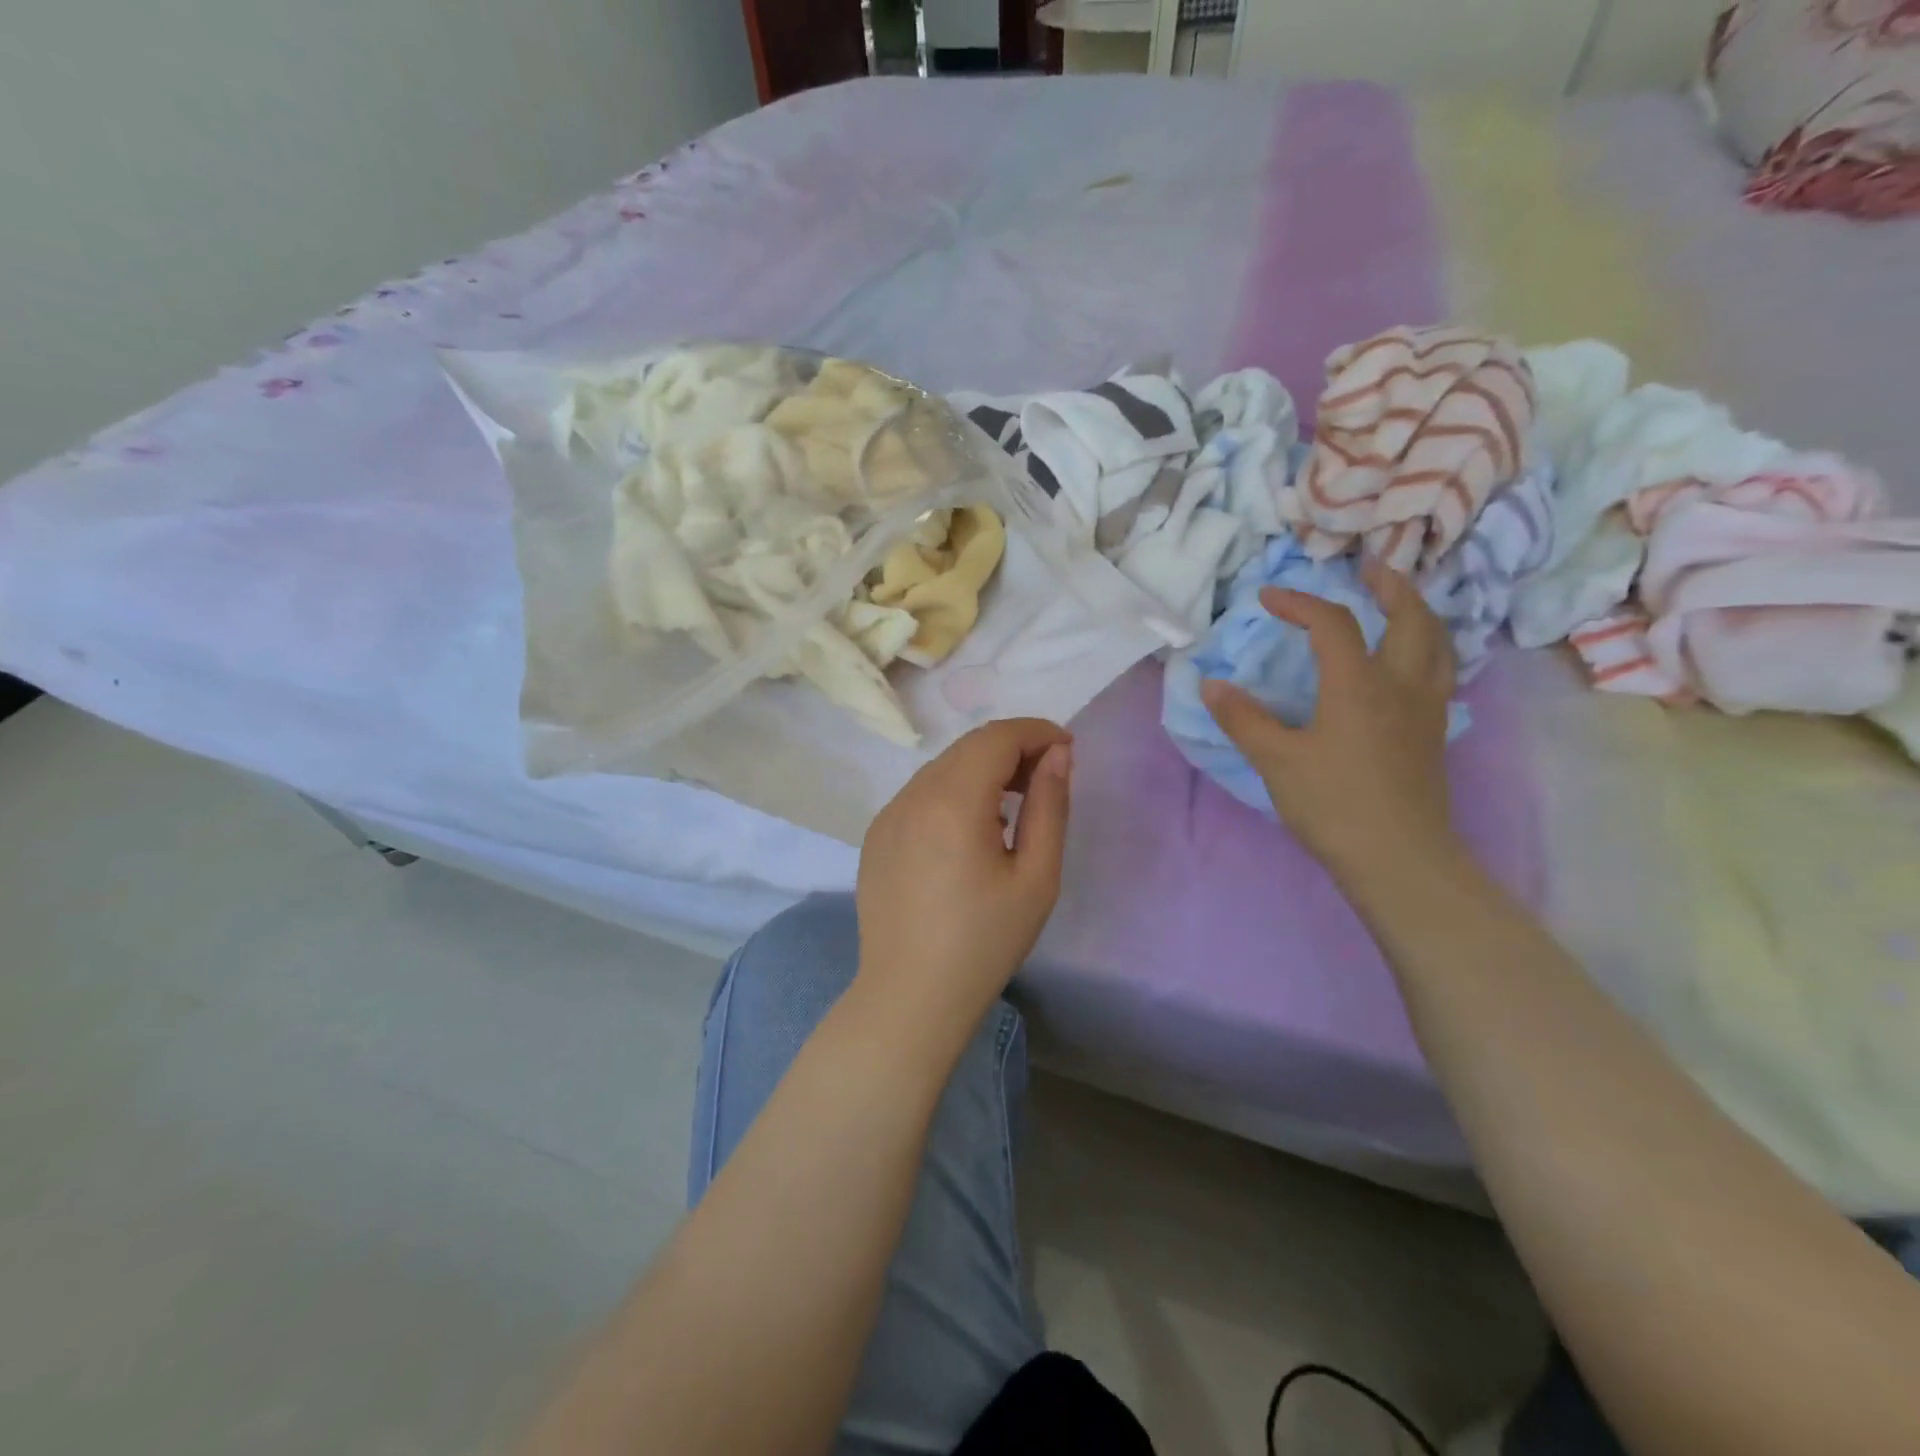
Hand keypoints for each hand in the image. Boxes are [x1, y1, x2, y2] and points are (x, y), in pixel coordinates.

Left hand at [854, 718, 1072, 1041]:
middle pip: (968, 747)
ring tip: (1014, 804)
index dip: (1037, 732)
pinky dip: (953, 792)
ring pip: (943, 768)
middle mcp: (912, 795)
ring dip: (982, 769)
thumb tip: (1057, 755)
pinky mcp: (876, 836)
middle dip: (1012, 748)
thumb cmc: (984, 942)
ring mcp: (888, 814)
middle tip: (1047, 777)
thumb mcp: (1036, 877)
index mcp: (952, 800)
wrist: (910, 996)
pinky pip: (921, 794)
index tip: (1067, 750)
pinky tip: (971, 830)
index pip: (997, 737)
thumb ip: (1050, 806)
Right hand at [1201, 559, 1458, 893]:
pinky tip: (1410, 662)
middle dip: (1389, 587)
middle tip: (1370, 569)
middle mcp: (1400, 684)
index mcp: (1358, 684)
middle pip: (1410, 617)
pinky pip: (1439, 672)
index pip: (1332, 624)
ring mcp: (1426, 708)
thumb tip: (1211, 684)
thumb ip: (1243, 718)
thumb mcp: (1276, 760)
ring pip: (1436, 643)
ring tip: (1400, 603)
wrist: (1398, 857)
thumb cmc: (1333, 804)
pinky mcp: (1434, 733)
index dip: (1299, 603)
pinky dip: (1427, 648)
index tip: (1268, 597)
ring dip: (1418, 612)